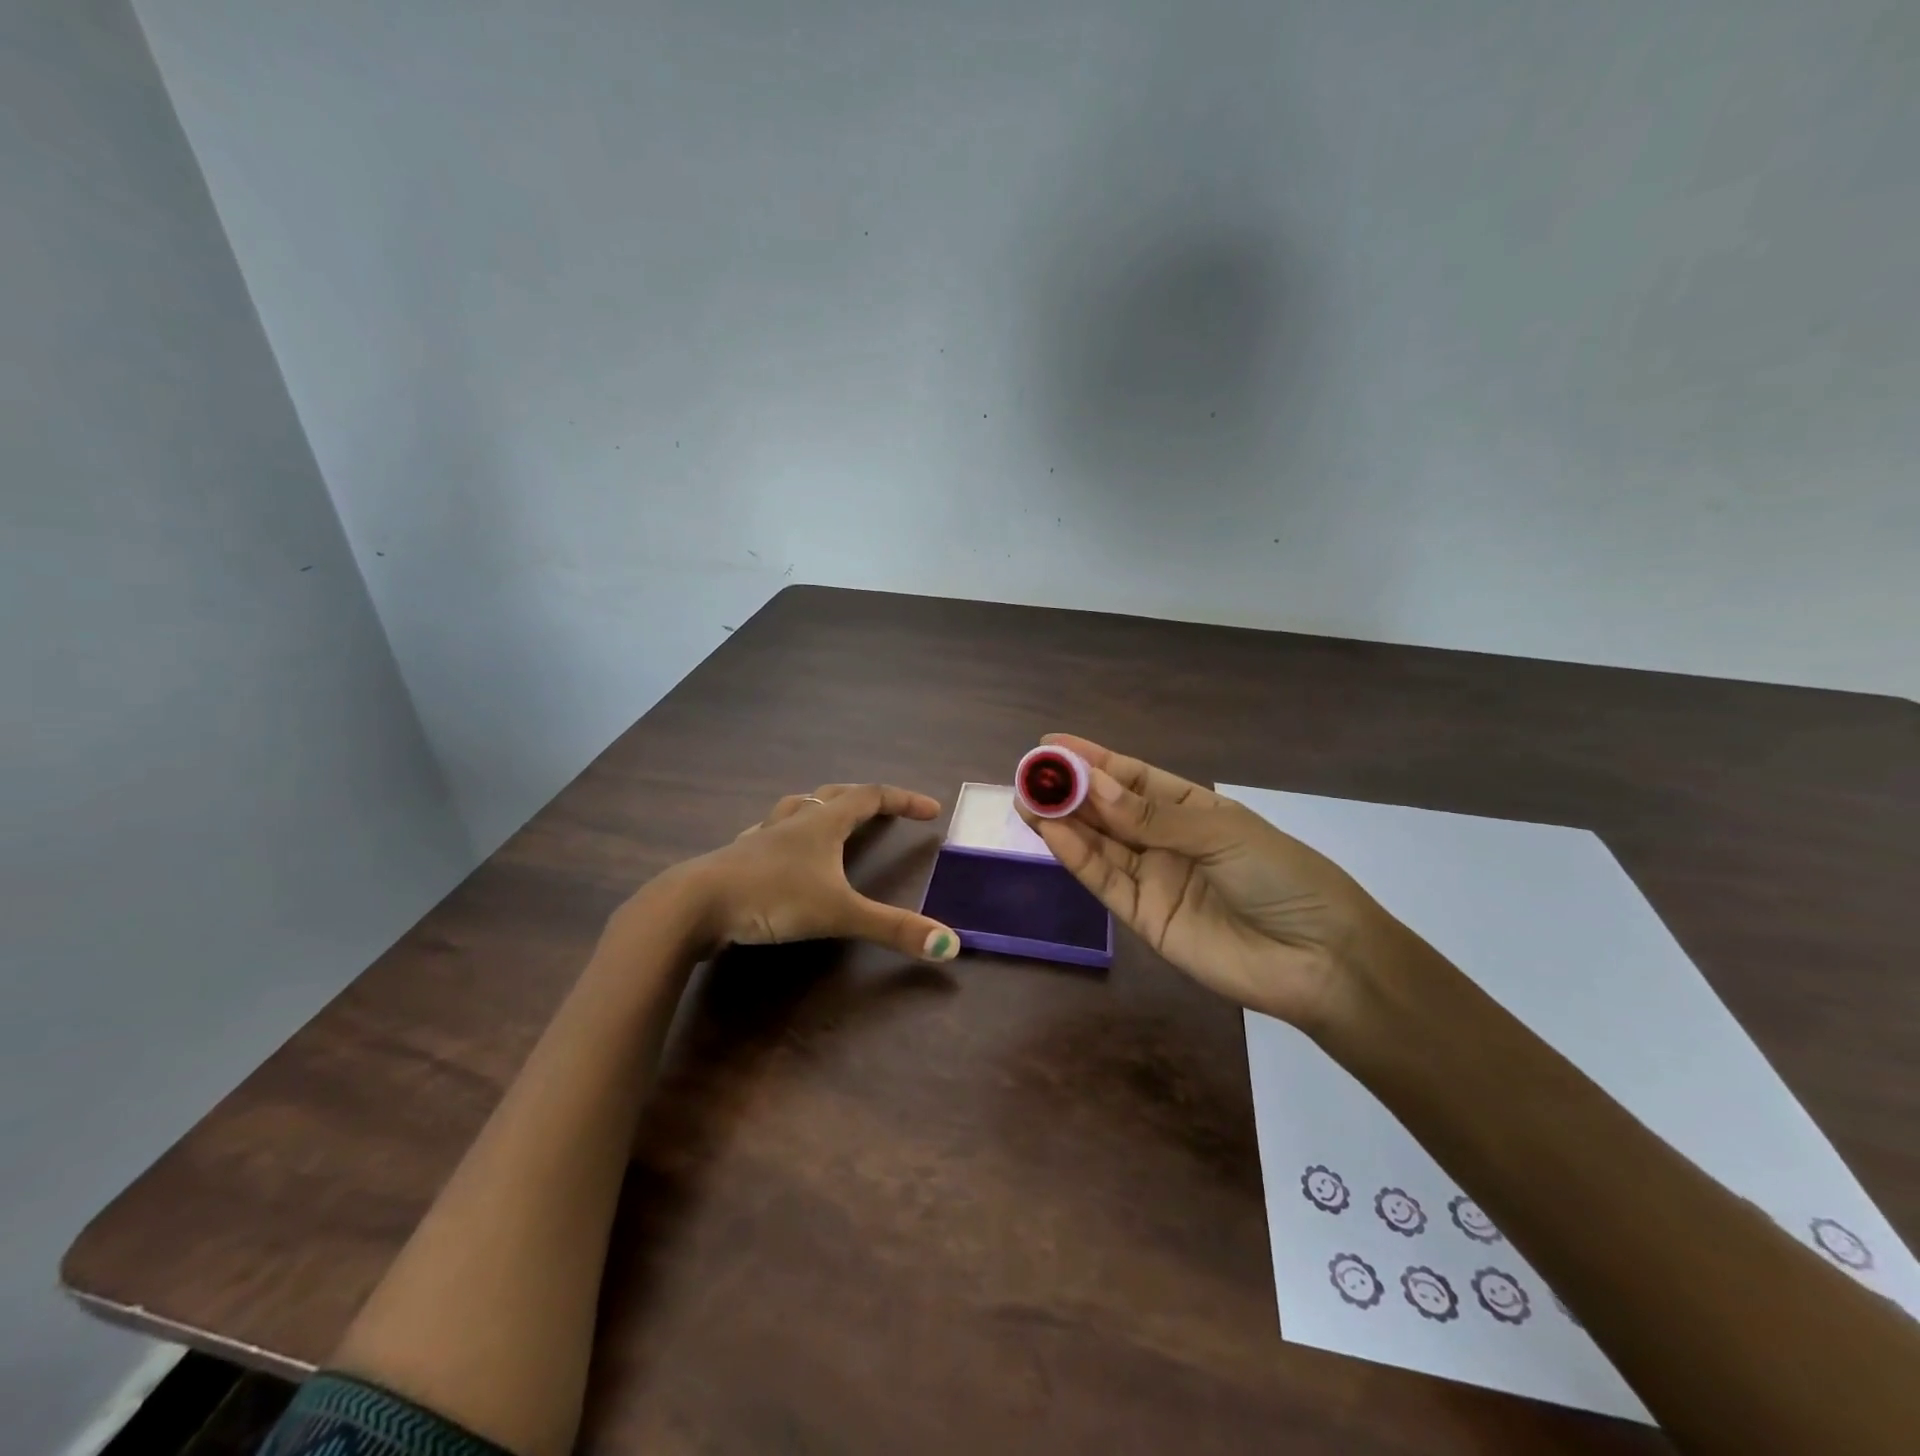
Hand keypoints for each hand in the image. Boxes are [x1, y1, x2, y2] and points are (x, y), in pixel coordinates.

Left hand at [615, 783, 961, 964]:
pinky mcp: (738, 858)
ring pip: (797, 808)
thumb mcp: (839, 913)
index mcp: (822, 824)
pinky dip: (787, 835)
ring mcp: (761, 837)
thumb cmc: (771, 897)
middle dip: (865, 799)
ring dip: (822, 809)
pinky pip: (770, 834)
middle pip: (834, 795)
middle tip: (886, 811)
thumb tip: (951, 945)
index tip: (931, 810)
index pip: (871, 797)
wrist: (693, 906)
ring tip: (833, 821)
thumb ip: (893, 929)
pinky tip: (781, 853)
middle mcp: (793, 821)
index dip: (904, 800)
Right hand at [1018, 735, 1399, 1030]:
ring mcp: (1152, 878)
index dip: (1092, 760)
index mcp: (1191, 808)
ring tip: (1025, 799)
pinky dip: (1077, 858)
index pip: (1132, 777)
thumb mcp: (1220, 834)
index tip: (1051, 744)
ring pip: (1099, 844)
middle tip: (1027, 774)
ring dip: (1063, 822)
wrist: (1318, 960)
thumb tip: (1091, 785)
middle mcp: (1165, 839)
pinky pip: (1104, 881)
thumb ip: (1151, 816)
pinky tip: (1052, 833)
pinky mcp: (1142, 917)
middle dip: (1068, 790)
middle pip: (1107, 810)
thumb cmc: (1281, 877)